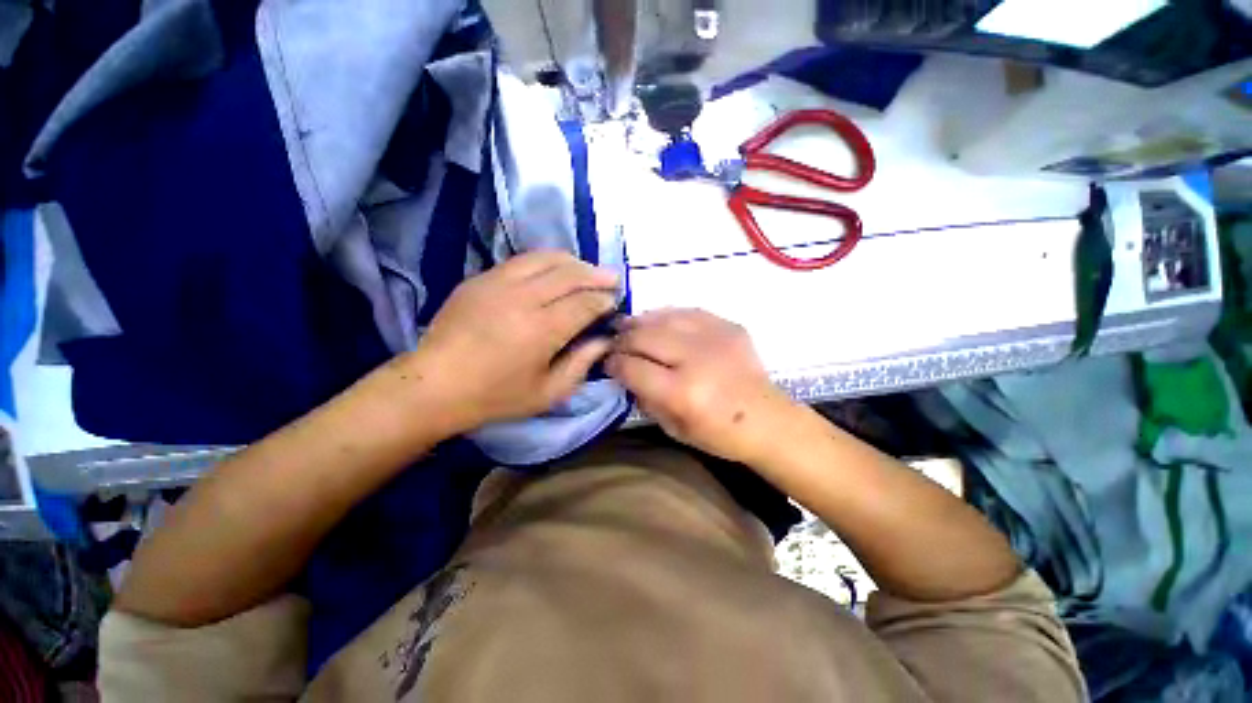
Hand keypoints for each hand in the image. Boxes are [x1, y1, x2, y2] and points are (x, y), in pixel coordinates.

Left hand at [405, 251, 619, 430]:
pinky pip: (523, 260)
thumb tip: (605, 340)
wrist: (435, 385)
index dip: (604, 300)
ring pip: (546, 259)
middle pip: (570, 274)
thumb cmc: (496, 396)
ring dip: (574, 262)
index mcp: (541, 330)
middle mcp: (523, 298)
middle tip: (613, 278)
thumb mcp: (548, 392)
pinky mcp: (481, 278)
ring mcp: (498, 282)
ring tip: (588, 270)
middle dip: (597, 274)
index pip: (585, 303)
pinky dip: (547, 261)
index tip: (615, 302)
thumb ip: (582, 364)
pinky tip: (555, 270)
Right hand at [606, 309, 793, 463]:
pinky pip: (688, 311)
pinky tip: (659, 322)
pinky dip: (667, 316)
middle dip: (622, 339)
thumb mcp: (672, 428)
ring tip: (629, 326)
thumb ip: (644, 397)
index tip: (608, 363)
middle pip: (644, 336)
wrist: (768, 419)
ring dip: (640, 322)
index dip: (614, 363)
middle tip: (614, 343)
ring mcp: (715, 337)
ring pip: (663, 317)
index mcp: (682, 392)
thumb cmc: (717, 434)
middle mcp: (696, 358)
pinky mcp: (729, 326)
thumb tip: (625, 371)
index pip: (632, 367)